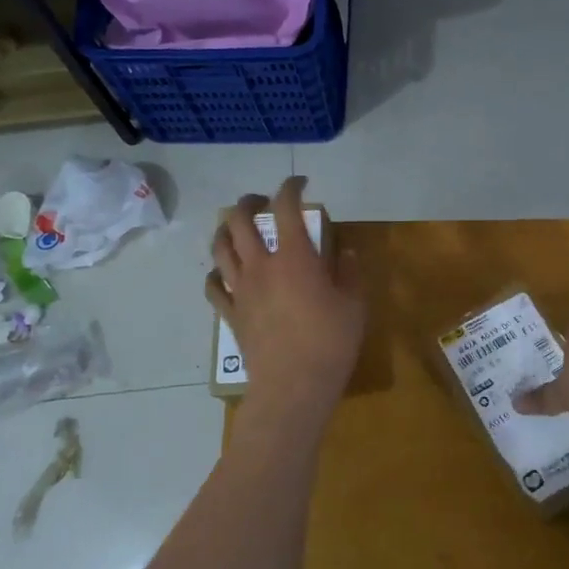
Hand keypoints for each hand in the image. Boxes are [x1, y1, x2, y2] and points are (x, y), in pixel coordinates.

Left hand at [206, 178, 364, 417]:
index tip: (299, 182)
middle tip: (260, 201)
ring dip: (225, 230)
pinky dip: (216, 274)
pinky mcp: (231, 314)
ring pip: (220, 248)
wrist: (293, 386)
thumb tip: (345, 254)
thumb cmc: (330, 342)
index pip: (285, 207)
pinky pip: (213, 287)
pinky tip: (223, 273)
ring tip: (234, 228)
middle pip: (239, 220)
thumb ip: (349, 273)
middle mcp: (261, 265)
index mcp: (294, 256)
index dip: (290, 187)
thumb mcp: (354, 305)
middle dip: (248, 202)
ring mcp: (241, 290)